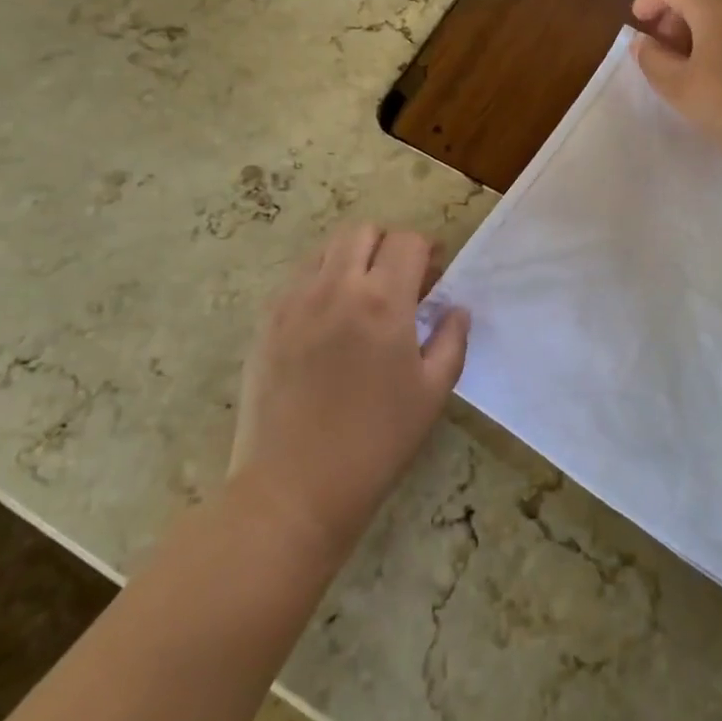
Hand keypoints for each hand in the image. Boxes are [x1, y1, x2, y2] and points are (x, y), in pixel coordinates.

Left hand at [229, 224, 470, 559]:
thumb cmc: (375, 443)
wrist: (294, 489)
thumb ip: (451, 340)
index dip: (427, 250)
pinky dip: (321, 281)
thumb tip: (456, 308)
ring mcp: (293, 302)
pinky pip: (298, 279)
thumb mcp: (431, 393)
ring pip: (325, 249)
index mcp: (382, 301)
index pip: (407, 241)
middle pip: (362, 231)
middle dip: (387, 244)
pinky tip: (329, 320)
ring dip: (352, 258)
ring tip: (363, 296)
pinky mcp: (266, 322)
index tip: (435, 273)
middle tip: (400, 280)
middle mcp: (335, 287)